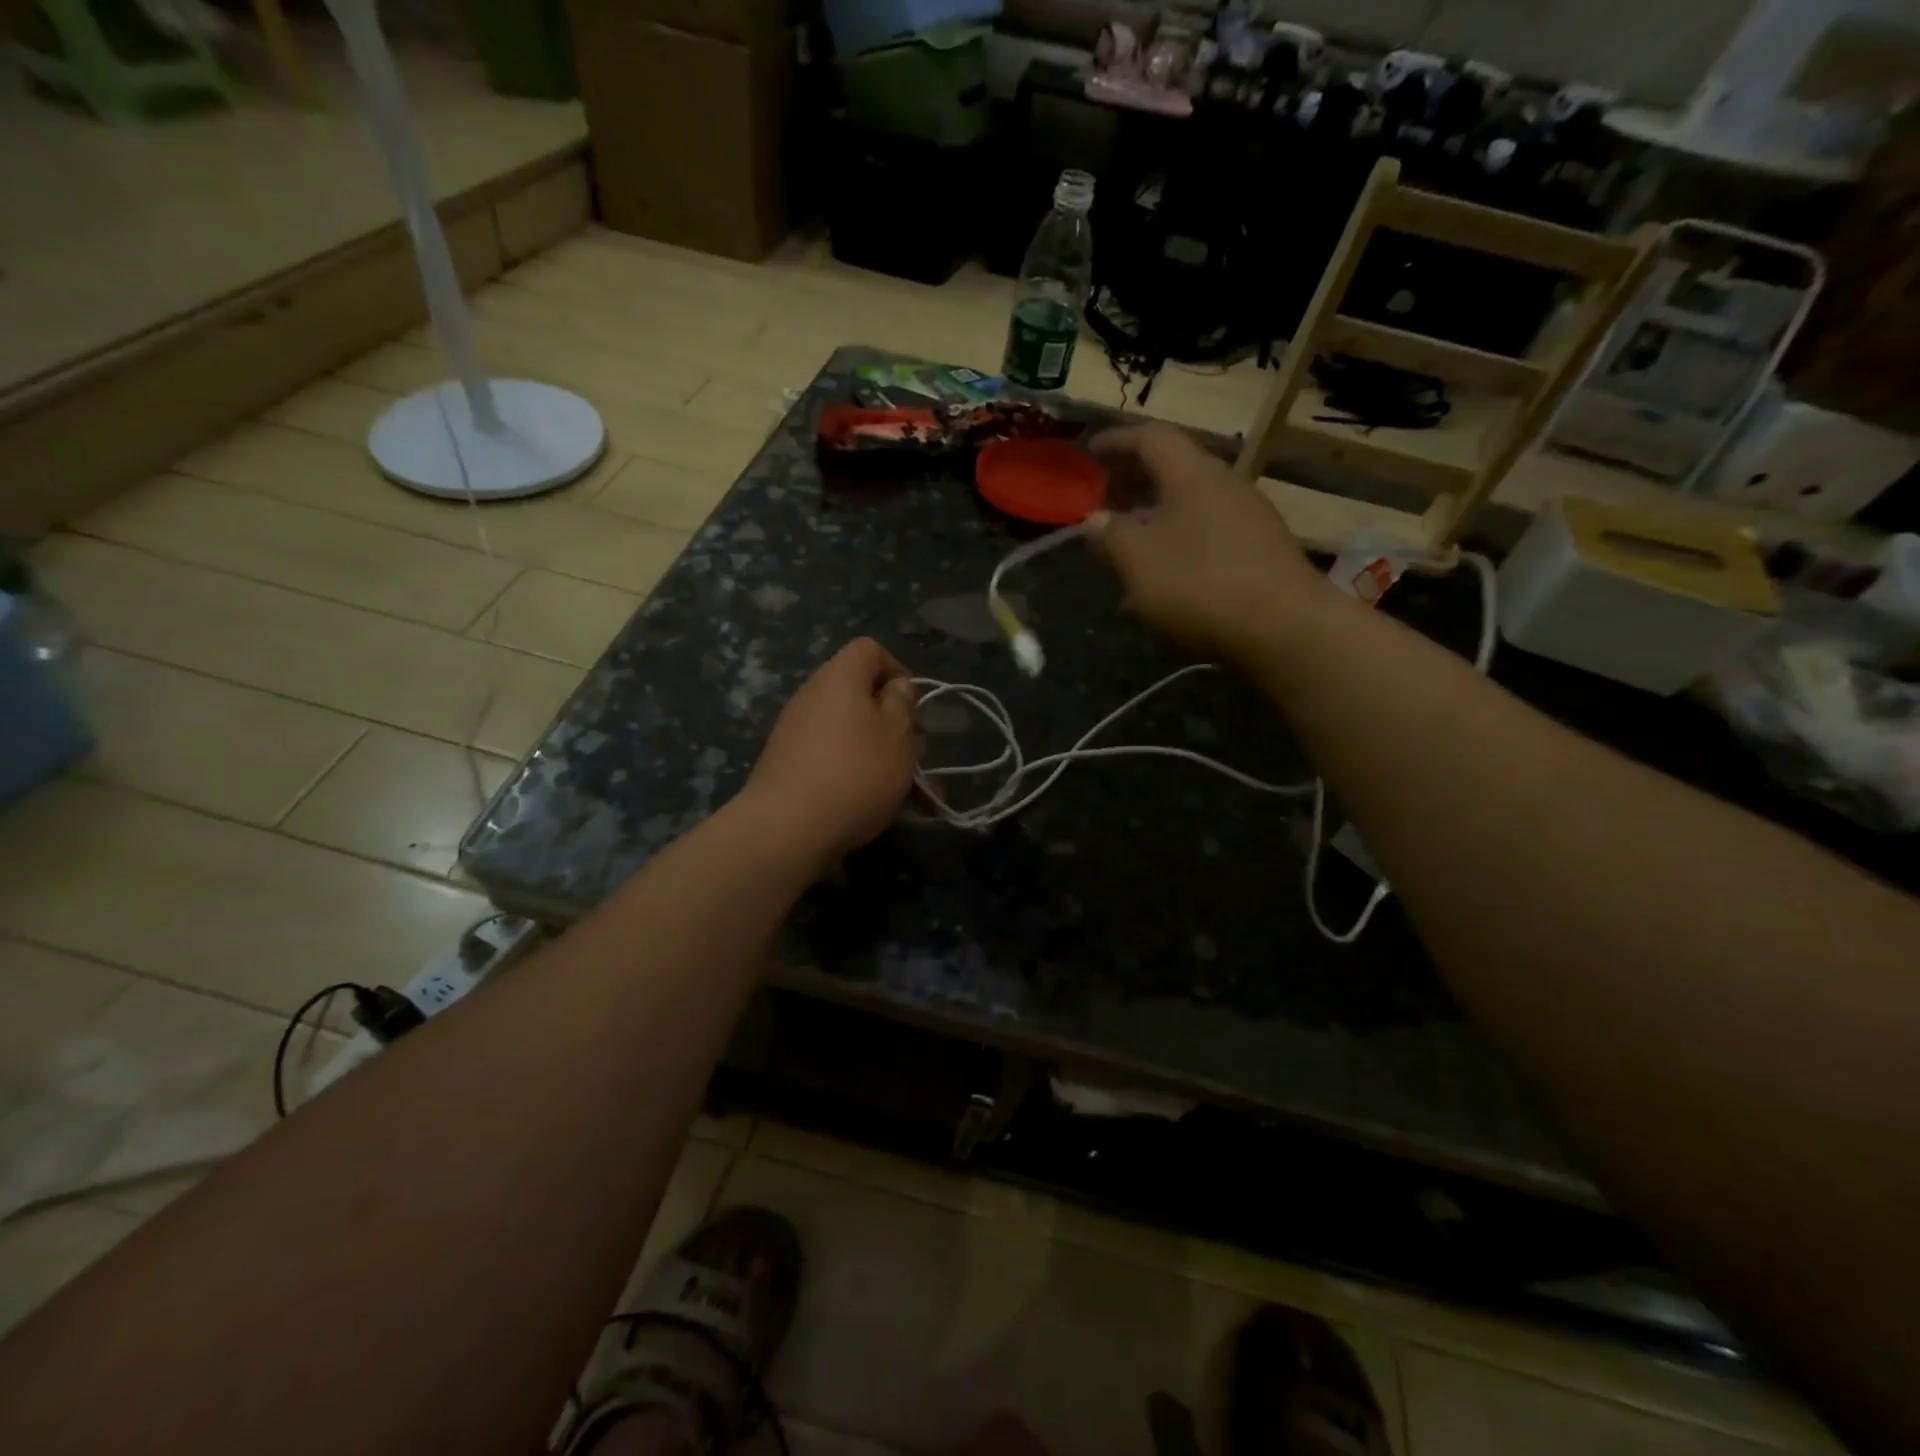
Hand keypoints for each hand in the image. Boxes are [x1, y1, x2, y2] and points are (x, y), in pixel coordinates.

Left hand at [739, 638, 919, 875]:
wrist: (787, 827)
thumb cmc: (856, 773)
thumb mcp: (898, 736)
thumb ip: (901, 705)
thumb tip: (894, 686)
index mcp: (839, 677)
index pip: (869, 649)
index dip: (896, 670)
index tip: (912, 706)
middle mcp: (810, 694)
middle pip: (855, 690)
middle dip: (887, 717)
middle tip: (909, 751)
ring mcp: (792, 729)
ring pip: (843, 725)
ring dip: (870, 746)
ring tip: (893, 783)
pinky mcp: (783, 761)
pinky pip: (825, 752)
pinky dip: (846, 767)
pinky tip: (861, 799)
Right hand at [1086, 424, 1329, 664]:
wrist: (1285, 628)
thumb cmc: (1200, 583)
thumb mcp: (1138, 560)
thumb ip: (1110, 535)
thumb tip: (1095, 519)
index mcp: (1191, 474)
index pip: (1150, 437)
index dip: (1116, 441)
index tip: (1088, 452)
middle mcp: (1224, 485)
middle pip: (1172, 472)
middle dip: (1132, 486)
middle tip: (1102, 504)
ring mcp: (1247, 519)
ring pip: (1187, 511)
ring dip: (1152, 526)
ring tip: (1124, 556)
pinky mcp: (1259, 553)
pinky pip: (1206, 540)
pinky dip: (1176, 551)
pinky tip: (1160, 589)